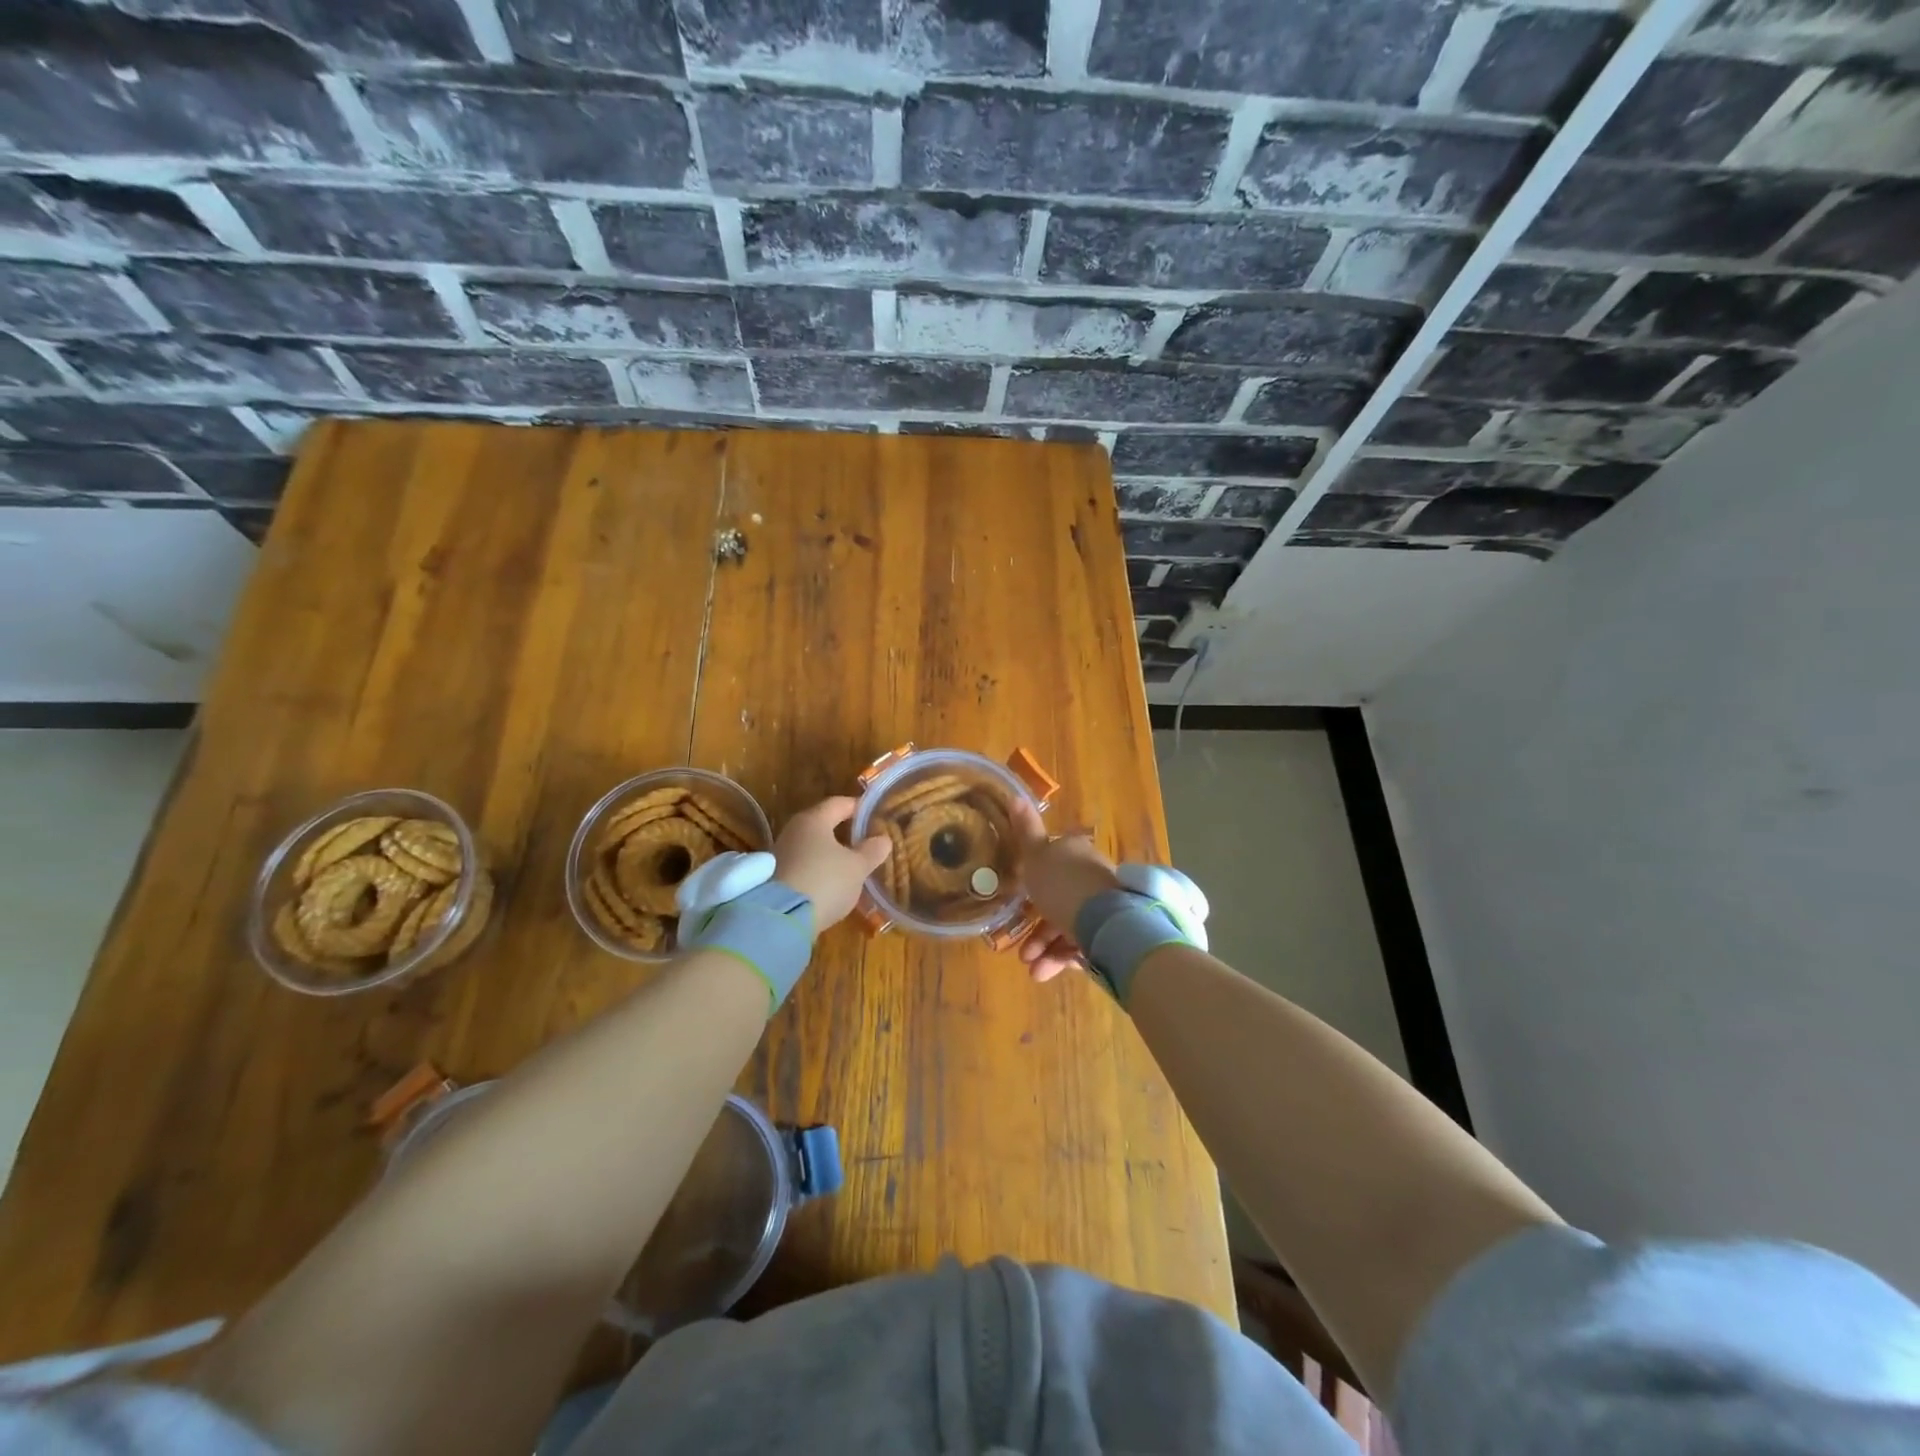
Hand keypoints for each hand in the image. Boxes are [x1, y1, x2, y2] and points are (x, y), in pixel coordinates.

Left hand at [773, 796, 891, 930]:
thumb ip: (872, 851)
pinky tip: (830, 883)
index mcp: (813, 820)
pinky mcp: (773, 878)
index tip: (873, 813)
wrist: (781, 919)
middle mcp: (793, 831)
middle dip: (843, 831)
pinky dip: (817, 869)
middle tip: (864, 840)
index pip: (838, 803)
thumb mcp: (857, 867)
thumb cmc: (825, 881)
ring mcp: (779, 854)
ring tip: (849, 865)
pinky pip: (802, 865)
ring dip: (829, 853)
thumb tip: (883, 839)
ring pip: (811, 846)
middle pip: (822, 824)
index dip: (858, 807)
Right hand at [1009, 799, 1122, 982]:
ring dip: (1044, 948)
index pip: (1053, 866)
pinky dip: (1061, 959)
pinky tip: (1045, 972)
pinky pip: (1081, 947)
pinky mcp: (1112, 935)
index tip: (1018, 905)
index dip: (1034, 886)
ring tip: (1031, 968)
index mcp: (1076, 855)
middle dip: (1036, 928)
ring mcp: (1104, 908)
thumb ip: (1025, 831)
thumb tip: (1015, 795)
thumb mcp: (1036, 856)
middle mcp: (1092, 879)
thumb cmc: (1064, 884)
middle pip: (1059, 901)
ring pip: (1068, 928)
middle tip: (1021, 949)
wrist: (1107, 922)